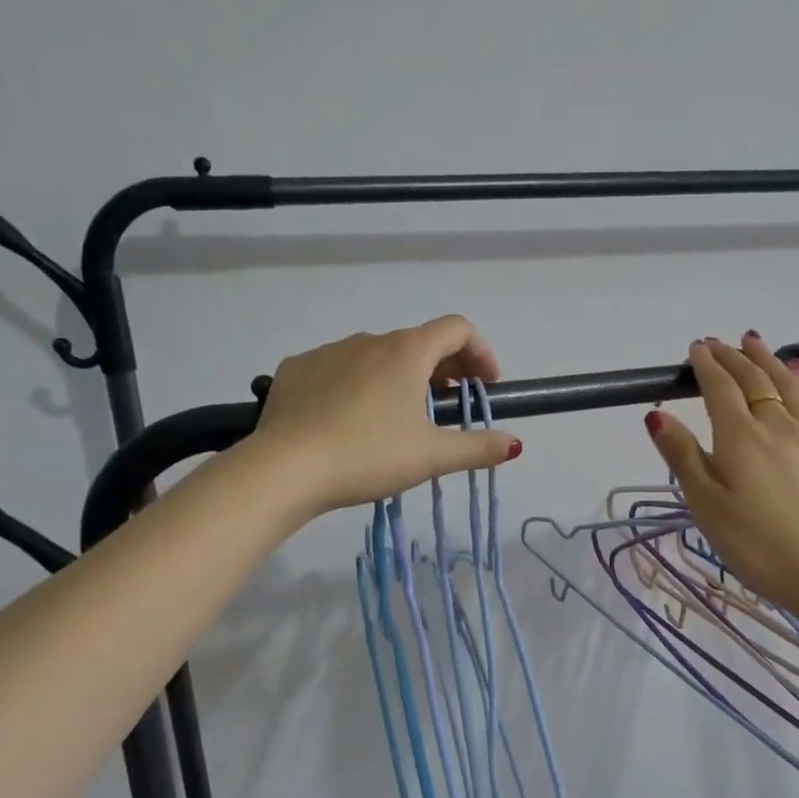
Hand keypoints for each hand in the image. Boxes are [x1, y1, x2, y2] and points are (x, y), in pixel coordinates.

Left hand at [252, 315, 521, 514]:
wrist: (284, 468)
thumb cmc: (368, 455)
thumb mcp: (431, 456)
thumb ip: (477, 447)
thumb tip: (514, 444)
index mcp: (407, 352)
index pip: (457, 329)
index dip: (481, 352)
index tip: (487, 384)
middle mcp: (369, 340)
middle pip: (419, 342)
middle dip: (445, 369)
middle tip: (451, 405)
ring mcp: (328, 352)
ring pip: (377, 356)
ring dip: (401, 376)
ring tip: (400, 417)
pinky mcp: (296, 370)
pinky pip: (339, 369)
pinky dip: (358, 384)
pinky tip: (351, 419)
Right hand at [645, 333, 798, 618]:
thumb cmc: (756, 543)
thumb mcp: (706, 504)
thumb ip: (682, 456)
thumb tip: (656, 413)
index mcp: (739, 436)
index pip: (719, 388)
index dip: (705, 365)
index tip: (695, 348)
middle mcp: (774, 425)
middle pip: (752, 379)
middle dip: (732, 357)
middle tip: (717, 342)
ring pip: (784, 384)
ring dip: (766, 360)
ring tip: (755, 342)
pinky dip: (798, 381)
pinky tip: (797, 376)